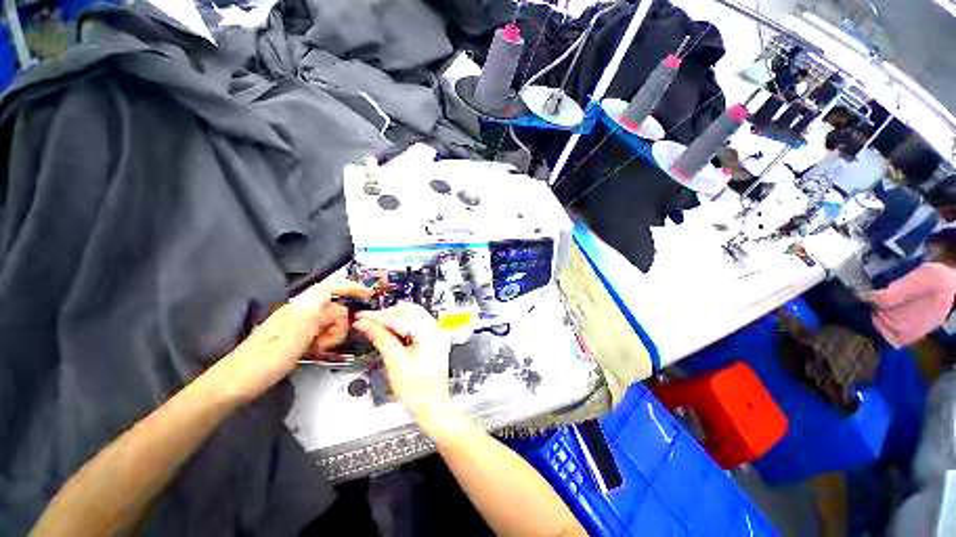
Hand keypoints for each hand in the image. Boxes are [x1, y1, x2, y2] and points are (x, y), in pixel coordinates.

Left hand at [214, 278, 373, 402]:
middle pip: (334, 308)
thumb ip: (317, 319)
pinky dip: (324, 339)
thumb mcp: (294, 340)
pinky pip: (321, 331)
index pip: (330, 288)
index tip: (370, 295)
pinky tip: (315, 351)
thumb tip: (336, 304)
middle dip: (340, 323)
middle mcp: (301, 311)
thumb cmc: (263, 362)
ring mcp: (299, 324)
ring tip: (319, 349)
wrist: (233, 384)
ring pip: (330, 321)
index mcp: (299, 308)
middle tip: (328, 344)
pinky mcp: (297, 335)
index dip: (352, 287)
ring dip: (332, 334)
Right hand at [353, 304, 452, 426]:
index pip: (402, 316)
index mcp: (431, 333)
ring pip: (411, 317)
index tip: (362, 317)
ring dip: (392, 320)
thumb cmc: (418, 391)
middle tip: (367, 322)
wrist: (432, 408)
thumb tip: (366, 324)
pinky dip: (400, 327)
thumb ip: (381, 339)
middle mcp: (436, 330)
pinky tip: (388, 333)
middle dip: (387, 315)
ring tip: (375, 327)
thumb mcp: (395, 363)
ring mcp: (435, 335)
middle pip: (409, 311)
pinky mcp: (431, 341)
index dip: (379, 316)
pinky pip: (414, 326)